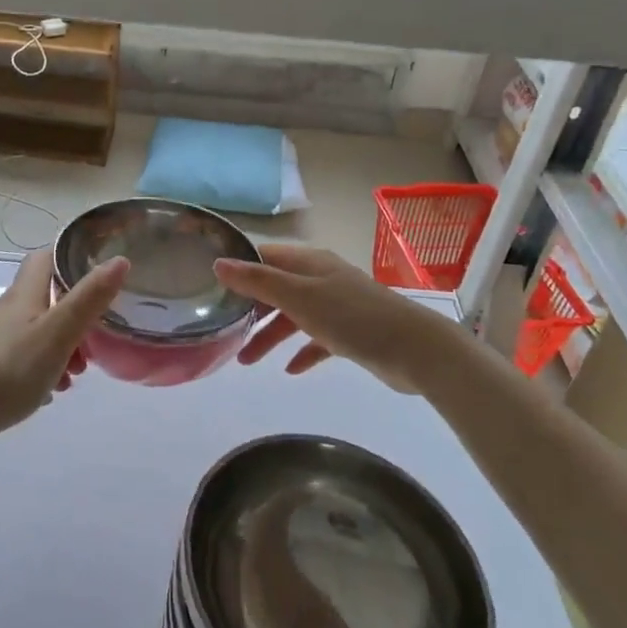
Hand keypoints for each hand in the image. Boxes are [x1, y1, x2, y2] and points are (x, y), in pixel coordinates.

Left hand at [0, 249, 129, 447]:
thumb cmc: (10, 369)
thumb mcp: (58, 333)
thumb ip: (90, 298)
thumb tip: (119, 260)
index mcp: (22, 295)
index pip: (44, 258)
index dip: (69, 258)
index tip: (96, 273)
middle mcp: (3, 310)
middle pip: (43, 298)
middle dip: (72, 314)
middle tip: (93, 341)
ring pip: (32, 330)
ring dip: (59, 345)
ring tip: (73, 375)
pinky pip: (18, 356)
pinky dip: (39, 366)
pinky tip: (46, 392)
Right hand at [213, 243, 464, 395]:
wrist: (414, 349)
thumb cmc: (352, 317)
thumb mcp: (298, 297)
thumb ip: (258, 281)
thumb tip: (219, 263)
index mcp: (310, 263)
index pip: (266, 257)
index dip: (240, 268)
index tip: (212, 287)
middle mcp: (322, 279)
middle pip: (277, 289)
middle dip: (251, 309)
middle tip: (226, 331)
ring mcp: (338, 306)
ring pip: (295, 316)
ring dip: (271, 336)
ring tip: (248, 361)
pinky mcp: (351, 333)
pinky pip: (317, 339)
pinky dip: (302, 351)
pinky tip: (291, 370)